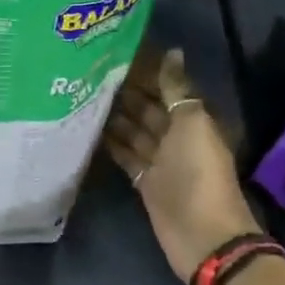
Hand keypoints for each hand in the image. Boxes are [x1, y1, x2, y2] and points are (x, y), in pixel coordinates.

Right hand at [103, 46, 258, 281]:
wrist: (201, 233)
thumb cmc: (198, 172)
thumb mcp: (192, 123)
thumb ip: (177, 88)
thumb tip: (172, 51)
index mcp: (193, 120)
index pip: (168, 89)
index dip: (147, 73)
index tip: (117, 54)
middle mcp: (176, 137)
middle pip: (148, 110)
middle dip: (125, 92)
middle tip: (91, 72)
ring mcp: (159, 161)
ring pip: (133, 131)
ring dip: (114, 116)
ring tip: (83, 95)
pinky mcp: (144, 181)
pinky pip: (124, 155)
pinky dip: (110, 143)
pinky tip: (88, 127)